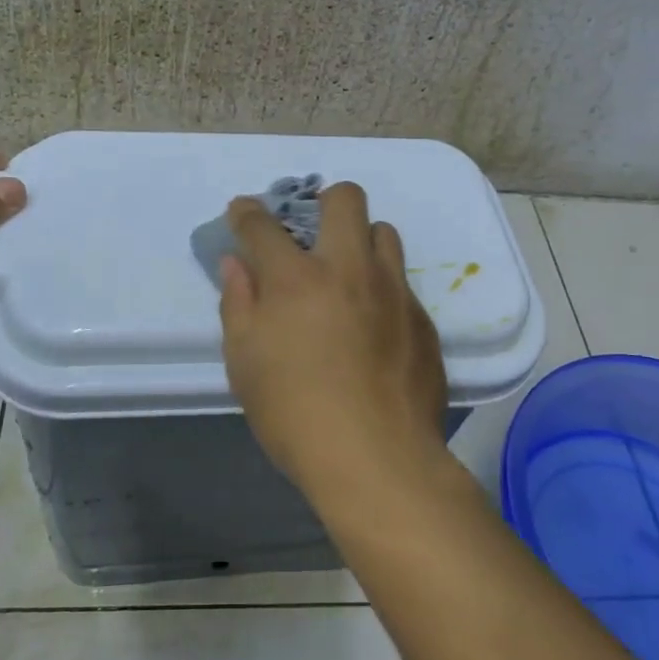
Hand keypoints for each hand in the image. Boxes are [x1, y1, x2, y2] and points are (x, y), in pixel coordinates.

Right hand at [218, 182, 447, 499]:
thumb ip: (238, 303)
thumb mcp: (244, 363)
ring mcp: (393, 291)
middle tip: (312, 231)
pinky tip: (373, 328)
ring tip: (347, 276)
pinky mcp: (422, 318)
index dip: (247, 212)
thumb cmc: (294, 414)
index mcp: (296, 279)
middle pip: (346, 199)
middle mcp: (349, 269)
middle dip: (324, 201)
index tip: (243, 212)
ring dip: (361, 241)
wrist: (377, 460)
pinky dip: (381, 289)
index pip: (263, 225)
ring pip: (384, 233)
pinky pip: (401, 283)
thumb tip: (236, 264)